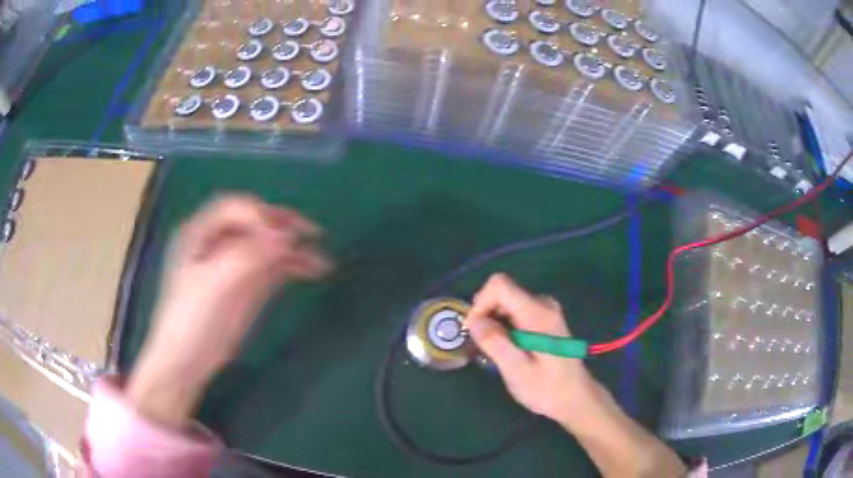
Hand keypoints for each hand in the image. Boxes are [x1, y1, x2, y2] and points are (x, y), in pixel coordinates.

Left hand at [127, 195, 329, 426]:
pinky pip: (275, 266)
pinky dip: (294, 265)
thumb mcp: (215, 283)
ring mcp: (236, 263)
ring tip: (320, 256)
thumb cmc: (192, 318)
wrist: (188, 359)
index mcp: (200, 233)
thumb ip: (249, 256)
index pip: (234, 209)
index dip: (259, 215)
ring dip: (295, 247)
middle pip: (255, 222)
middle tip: (310, 232)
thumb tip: (286, 237)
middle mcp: (219, 242)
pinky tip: (313, 269)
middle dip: (283, 225)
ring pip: (269, 244)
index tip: (280, 236)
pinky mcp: (249, 284)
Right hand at [466, 273, 602, 425]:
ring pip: (507, 302)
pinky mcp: (545, 320)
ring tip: (492, 352)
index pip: (500, 284)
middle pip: (502, 292)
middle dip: (485, 315)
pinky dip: (503, 326)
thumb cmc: (547, 389)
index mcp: (537, 313)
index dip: (481, 303)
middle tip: (480, 346)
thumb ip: (495, 342)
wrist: (576, 398)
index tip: (474, 330)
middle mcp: (543, 304)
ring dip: (493, 323)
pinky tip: (506, 349)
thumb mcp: (516, 370)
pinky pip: (516, 312)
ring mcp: (546, 311)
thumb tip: (473, 320)